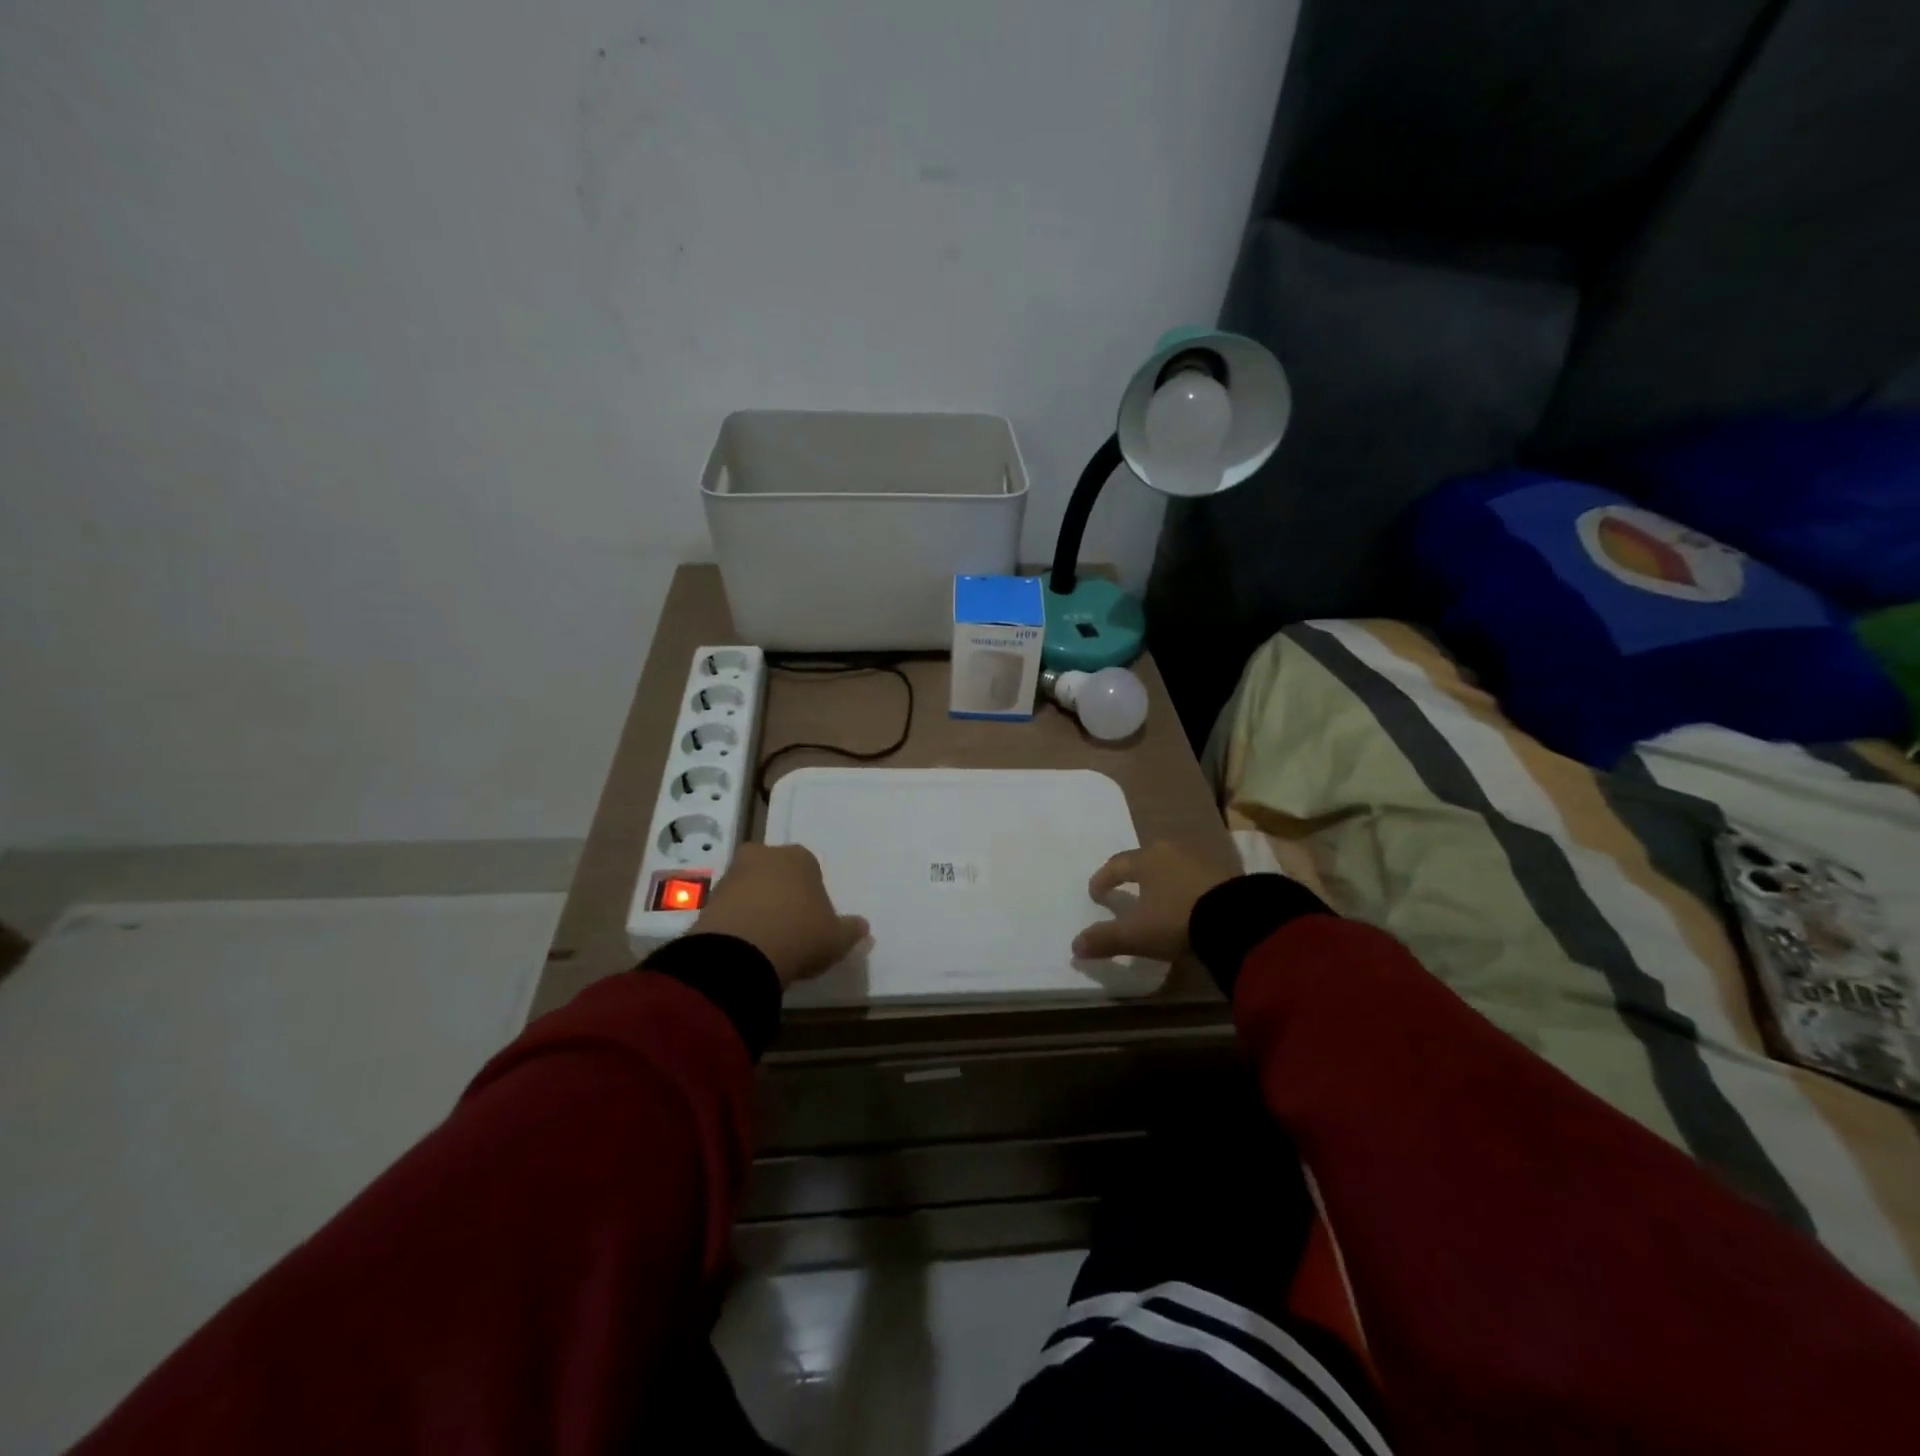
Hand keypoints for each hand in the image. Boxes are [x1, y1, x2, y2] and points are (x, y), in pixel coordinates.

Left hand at [694, 843, 868, 987]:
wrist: (739, 954)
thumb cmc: (799, 935)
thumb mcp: (836, 939)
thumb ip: (851, 930)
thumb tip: (863, 927)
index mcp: (800, 857)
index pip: (810, 868)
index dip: (812, 894)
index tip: (812, 919)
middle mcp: (765, 856)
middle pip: (776, 872)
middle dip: (780, 892)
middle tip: (787, 926)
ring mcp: (732, 875)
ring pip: (749, 887)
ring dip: (755, 906)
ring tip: (764, 941)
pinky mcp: (707, 899)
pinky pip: (729, 907)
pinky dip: (736, 922)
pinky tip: (744, 946)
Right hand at [1073, 841, 1235, 961]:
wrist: (1239, 918)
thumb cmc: (1177, 919)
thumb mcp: (1137, 934)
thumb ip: (1105, 939)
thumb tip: (1074, 946)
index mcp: (1146, 859)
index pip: (1117, 864)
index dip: (1103, 879)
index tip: (1096, 894)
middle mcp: (1171, 851)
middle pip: (1146, 859)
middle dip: (1134, 874)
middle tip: (1127, 889)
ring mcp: (1202, 858)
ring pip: (1173, 865)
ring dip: (1163, 879)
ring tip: (1159, 898)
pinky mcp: (1227, 872)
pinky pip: (1197, 876)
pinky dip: (1187, 887)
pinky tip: (1189, 903)